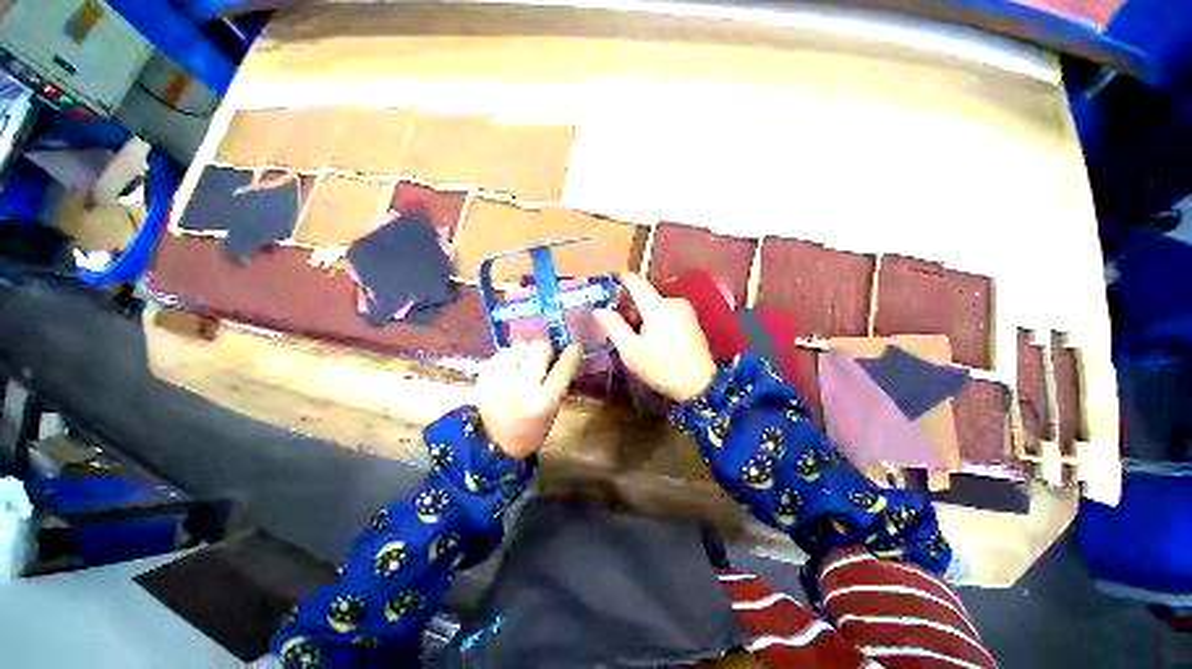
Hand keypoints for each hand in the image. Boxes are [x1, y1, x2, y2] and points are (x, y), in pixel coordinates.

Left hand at [476, 340, 581, 458]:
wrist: (486, 446)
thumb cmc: (527, 432)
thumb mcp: (550, 414)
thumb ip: (557, 385)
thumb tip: (561, 358)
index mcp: (545, 400)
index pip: (564, 367)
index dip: (572, 353)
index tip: (575, 346)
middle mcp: (524, 385)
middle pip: (540, 347)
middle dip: (545, 349)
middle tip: (543, 356)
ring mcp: (502, 378)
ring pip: (519, 345)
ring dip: (525, 351)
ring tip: (522, 362)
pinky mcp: (484, 374)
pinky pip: (501, 353)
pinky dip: (508, 357)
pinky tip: (508, 368)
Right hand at [593, 273, 715, 401]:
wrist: (701, 386)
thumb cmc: (663, 368)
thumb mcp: (631, 351)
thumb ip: (613, 326)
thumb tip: (598, 309)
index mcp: (657, 306)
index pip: (634, 281)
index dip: (618, 279)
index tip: (605, 283)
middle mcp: (673, 301)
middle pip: (644, 295)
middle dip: (629, 308)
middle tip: (619, 328)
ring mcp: (685, 310)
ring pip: (654, 305)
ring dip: (641, 316)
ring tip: (636, 339)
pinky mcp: (691, 320)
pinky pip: (666, 312)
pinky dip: (654, 320)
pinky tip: (652, 340)